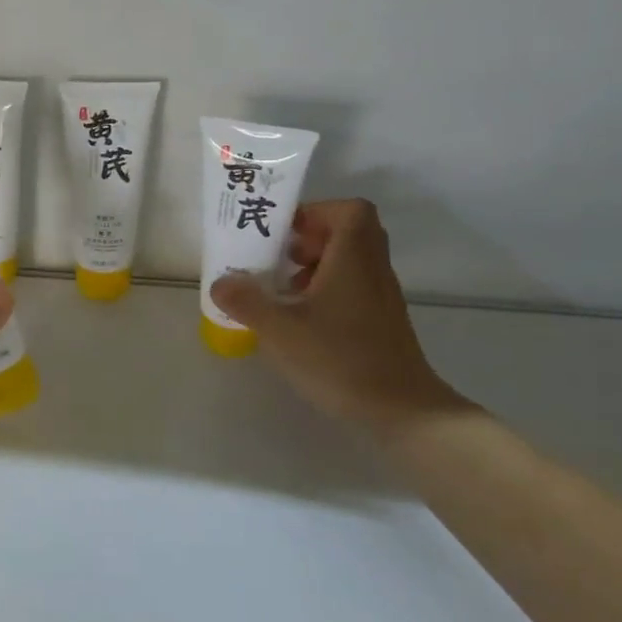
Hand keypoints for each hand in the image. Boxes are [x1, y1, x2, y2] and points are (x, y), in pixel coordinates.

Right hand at [211, 199, 472, 437]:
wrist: (402, 411)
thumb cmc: (340, 360)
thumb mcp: (280, 331)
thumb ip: (246, 302)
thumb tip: (220, 282)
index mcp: (353, 260)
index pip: (350, 210)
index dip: (316, 211)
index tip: (285, 232)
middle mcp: (372, 270)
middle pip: (350, 231)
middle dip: (311, 237)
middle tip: (280, 256)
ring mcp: (381, 297)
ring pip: (352, 259)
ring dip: (317, 263)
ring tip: (284, 288)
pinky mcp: (381, 321)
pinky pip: (354, 285)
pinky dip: (327, 288)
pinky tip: (302, 318)